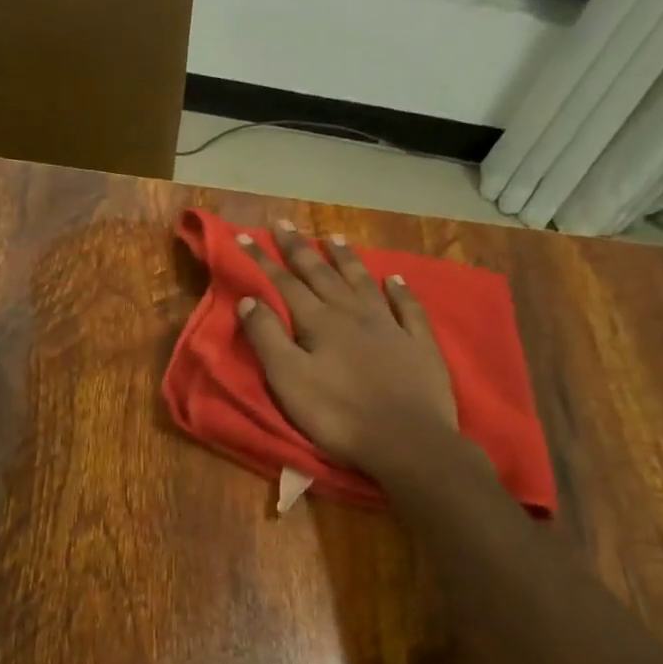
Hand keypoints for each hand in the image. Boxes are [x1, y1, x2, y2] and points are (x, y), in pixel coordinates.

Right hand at [237, 220, 460, 486]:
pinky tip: (394, 278)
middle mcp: (353, 313)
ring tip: (333, 237)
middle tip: (284, 223)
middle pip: (321, 273)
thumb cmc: (338, 415)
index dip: (262, 259)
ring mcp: (389, 325)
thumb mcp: (288, 379)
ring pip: (362, 281)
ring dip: (345, 259)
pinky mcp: (418, 343)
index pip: (284, 283)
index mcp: (318, 322)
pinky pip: (407, 307)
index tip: (245, 235)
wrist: (406, 440)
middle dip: (299, 248)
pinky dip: (400, 289)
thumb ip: (267, 337)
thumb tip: (248, 299)